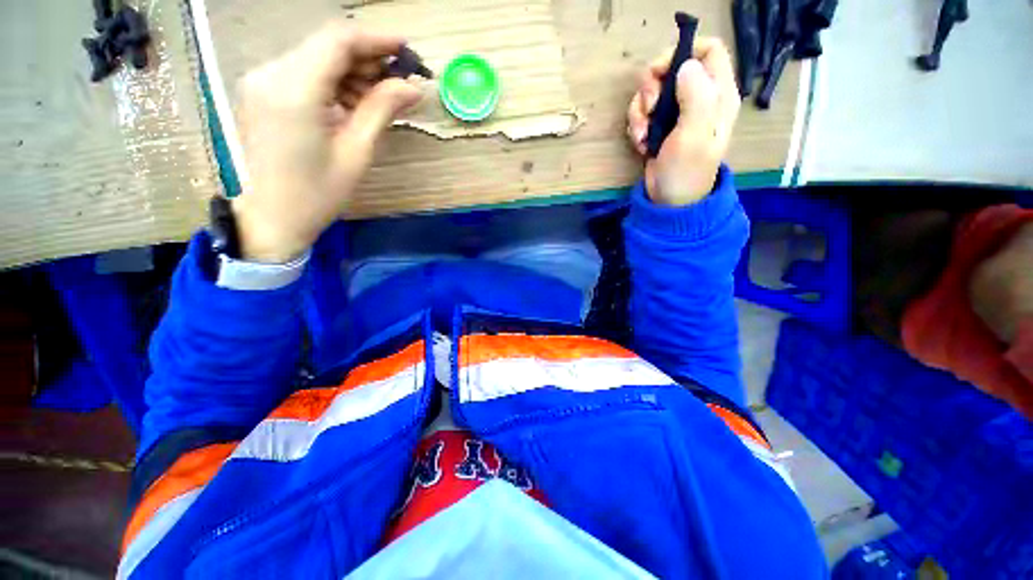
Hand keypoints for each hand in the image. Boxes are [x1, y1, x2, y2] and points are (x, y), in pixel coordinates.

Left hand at [231, 24, 421, 262]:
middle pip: (327, 46)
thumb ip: (382, 110)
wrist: (272, 216)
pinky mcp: (262, 90)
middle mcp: (270, 73)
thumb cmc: (318, 193)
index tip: (407, 51)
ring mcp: (261, 80)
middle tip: (399, 84)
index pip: (338, 40)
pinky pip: (304, 73)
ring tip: (379, 101)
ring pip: (317, 58)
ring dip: (352, 72)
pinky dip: (333, 82)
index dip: (377, 39)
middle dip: (368, 59)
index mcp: (294, 90)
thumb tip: (413, 87)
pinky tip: (352, 104)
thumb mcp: (357, 153)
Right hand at [626, 38, 740, 205]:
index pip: (709, 50)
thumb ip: (696, 96)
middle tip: (650, 109)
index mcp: (717, 94)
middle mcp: (698, 97)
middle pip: (672, 67)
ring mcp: (677, 112)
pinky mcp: (660, 126)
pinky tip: (641, 143)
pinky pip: (643, 111)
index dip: (684, 52)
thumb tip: (685, 66)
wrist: (670, 200)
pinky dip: (637, 125)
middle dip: (653, 86)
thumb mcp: (694, 134)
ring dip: (640, 111)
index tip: (662, 72)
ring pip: (652, 90)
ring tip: (643, 135)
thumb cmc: (686, 170)